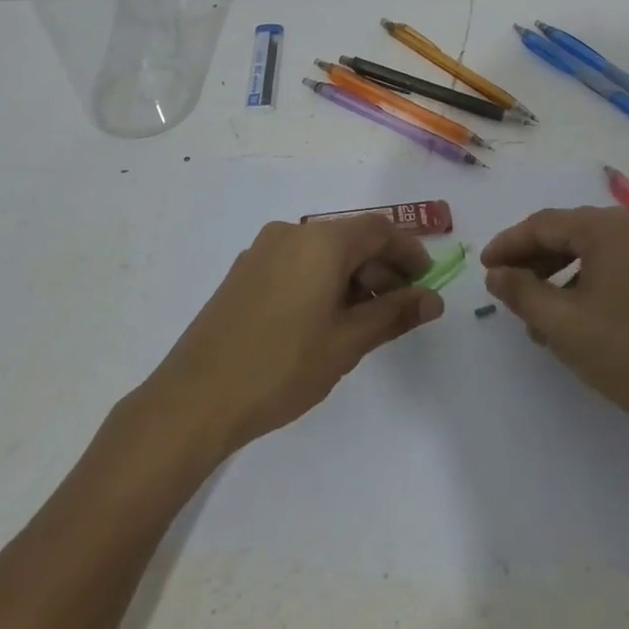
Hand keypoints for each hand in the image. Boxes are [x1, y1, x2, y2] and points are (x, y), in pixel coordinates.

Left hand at [139, 215, 442, 459]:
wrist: (195, 398)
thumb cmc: (281, 366)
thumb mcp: (347, 342)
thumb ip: (394, 314)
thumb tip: (433, 299)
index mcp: (320, 241)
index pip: (379, 230)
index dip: (409, 252)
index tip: (426, 282)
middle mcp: (291, 233)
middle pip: (350, 239)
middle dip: (381, 268)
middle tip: (402, 308)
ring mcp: (262, 251)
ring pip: (322, 253)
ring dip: (352, 277)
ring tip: (366, 320)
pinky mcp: (244, 273)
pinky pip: (296, 264)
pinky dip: (322, 282)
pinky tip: (326, 320)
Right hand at [481, 206, 628, 462]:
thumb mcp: (563, 325)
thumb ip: (521, 293)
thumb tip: (497, 274)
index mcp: (609, 228)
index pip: (544, 224)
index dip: (509, 244)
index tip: (485, 267)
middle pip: (572, 233)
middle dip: (535, 260)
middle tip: (508, 288)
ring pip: (597, 251)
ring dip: (563, 275)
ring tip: (542, 314)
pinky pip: (622, 264)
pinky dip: (594, 281)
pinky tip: (582, 316)